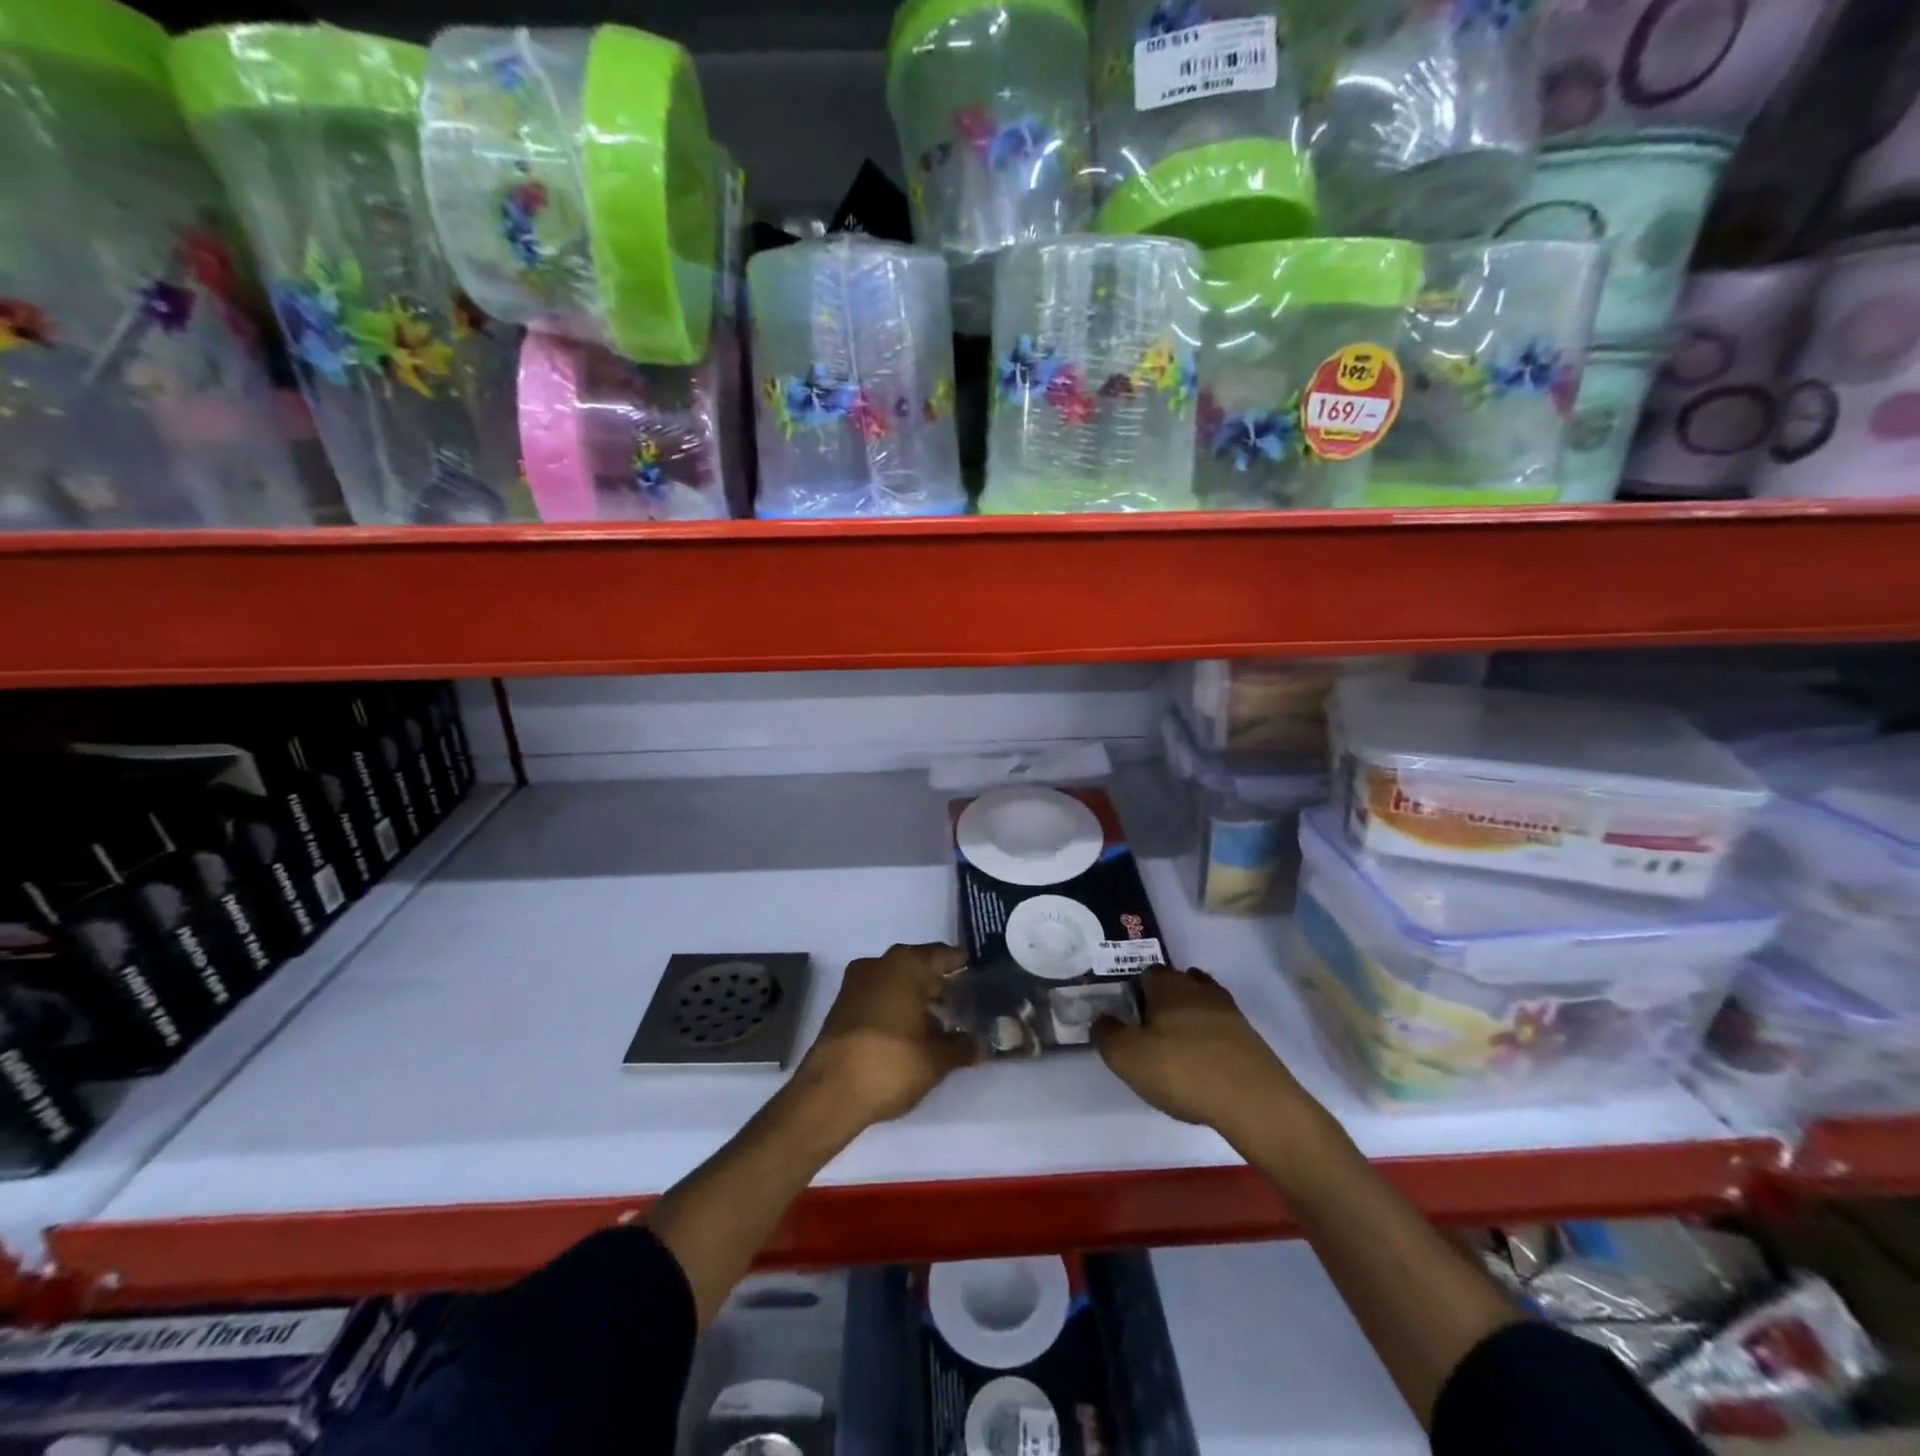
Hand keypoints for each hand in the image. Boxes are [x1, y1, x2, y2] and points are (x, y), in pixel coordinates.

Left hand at [794, 943, 975, 1129]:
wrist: (829, 1093)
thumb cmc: (890, 1063)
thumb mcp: (935, 1059)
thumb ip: (963, 1047)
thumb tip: (984, 1044)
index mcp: (905, 965)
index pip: (942, 955)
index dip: (962, 965)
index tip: (979, 974)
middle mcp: (879, 965)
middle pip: (918, 968)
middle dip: (940, 986)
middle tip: (966, 1003)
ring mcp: (856, 985)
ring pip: (897, 984)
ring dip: (918, 1001)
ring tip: (944, 1025)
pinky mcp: (843, 1008)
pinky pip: (879, 999)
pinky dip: (897, 1010)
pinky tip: (914, 1035)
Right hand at [1093, 967, 1322, 1146]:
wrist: (1255, 1102)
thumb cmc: (1183, 1071)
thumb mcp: (1127, 1057)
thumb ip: (1107, 1034)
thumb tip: (1101, 1019)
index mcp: (1168, 985)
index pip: (1146, 973)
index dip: (1133, 992)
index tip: (1126, 1016)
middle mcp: (1200, 989)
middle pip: (1177, 985)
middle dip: (1162, 1003)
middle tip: (1148, 1033)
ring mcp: (1230, 1012)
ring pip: (1201, 1006)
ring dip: (1188, 1021)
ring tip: (1174, 1051)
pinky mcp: (1250, 1039)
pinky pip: (1220, 1030)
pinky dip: (1209, 1042)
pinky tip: (1202, 1067)